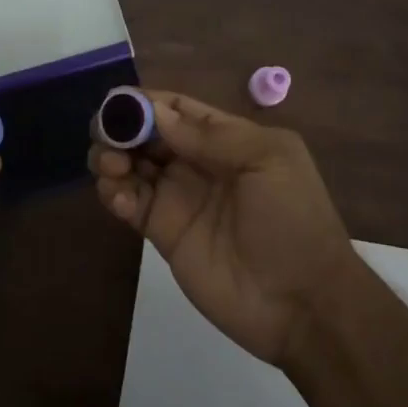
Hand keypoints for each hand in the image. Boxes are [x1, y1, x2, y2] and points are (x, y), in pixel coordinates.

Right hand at [89, 91, 357, 365]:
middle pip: (147, 134)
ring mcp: (179, 198)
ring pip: (132, 165)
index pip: (177, 108)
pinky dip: (114, 193)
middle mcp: (198, 162)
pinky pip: (130, 203)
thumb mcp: (267, 161)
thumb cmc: (293, 219)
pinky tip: (118, 197)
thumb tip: (156, 112)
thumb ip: (212, 136)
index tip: (116, 103)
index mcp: (227, 138)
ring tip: (111, 166)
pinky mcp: (164, 233)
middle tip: (104, 136)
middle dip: (121, 128)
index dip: (146, 102)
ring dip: (112, 157)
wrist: (303, 304)